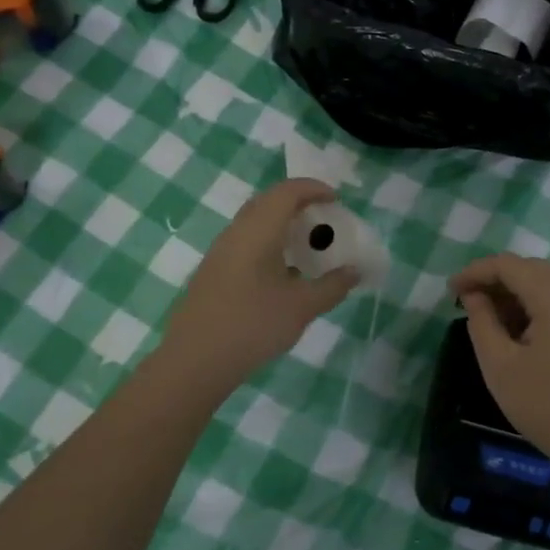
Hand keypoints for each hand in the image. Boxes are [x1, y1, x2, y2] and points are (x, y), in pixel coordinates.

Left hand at [160, 179, 359, 392]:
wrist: (194, 361)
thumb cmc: (252, 326)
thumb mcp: (301, 307)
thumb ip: (332, 286)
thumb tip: (355, 271)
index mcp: (258, 231)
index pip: (287, 192)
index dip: (314, 188)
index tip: (337, 201)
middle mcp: (236, 232)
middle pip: (268, 202)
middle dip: (299, 204)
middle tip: (324, 221)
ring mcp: (220, 252)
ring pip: (255, 223)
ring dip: (282, 226)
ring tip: (307, 247)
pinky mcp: (213, 272)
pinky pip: (246, 243)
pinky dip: (269, 244)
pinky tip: (283, 274)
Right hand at [449, 253, 549, 484]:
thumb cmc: (547, 406)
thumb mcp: (500, 366)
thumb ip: (481, 322)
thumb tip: (474, 297)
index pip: (509, 265)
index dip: (476, 271)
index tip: (450, 291)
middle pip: (531, 270)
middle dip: (495, 279)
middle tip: (467, 301)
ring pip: (547, 286)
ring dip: (515, 293)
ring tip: (488, 318)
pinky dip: (534, 307)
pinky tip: (518, 333)